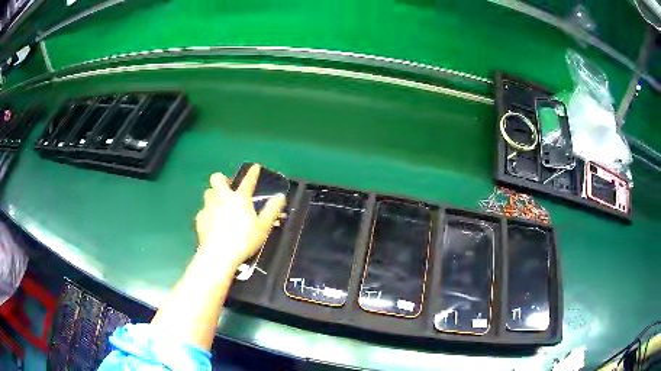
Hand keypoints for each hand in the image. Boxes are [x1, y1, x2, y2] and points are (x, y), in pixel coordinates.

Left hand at [195, 164, 285, 269]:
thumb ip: (272, 210)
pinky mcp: (199, 219)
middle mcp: (222, 198)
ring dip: (214, 195)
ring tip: (220, 205)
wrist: (219, 254)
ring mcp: (208, 207)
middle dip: (222, 179)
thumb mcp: (263, 227)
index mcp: (239, 198)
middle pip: (217, 178)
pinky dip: (208, 213)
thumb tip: (280, 197)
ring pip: (208, 192)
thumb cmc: (244, 240)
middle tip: (229, 189)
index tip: (255, 167)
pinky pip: (203, 210)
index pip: (248, 181)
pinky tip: (212, 223)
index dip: (253, 173)